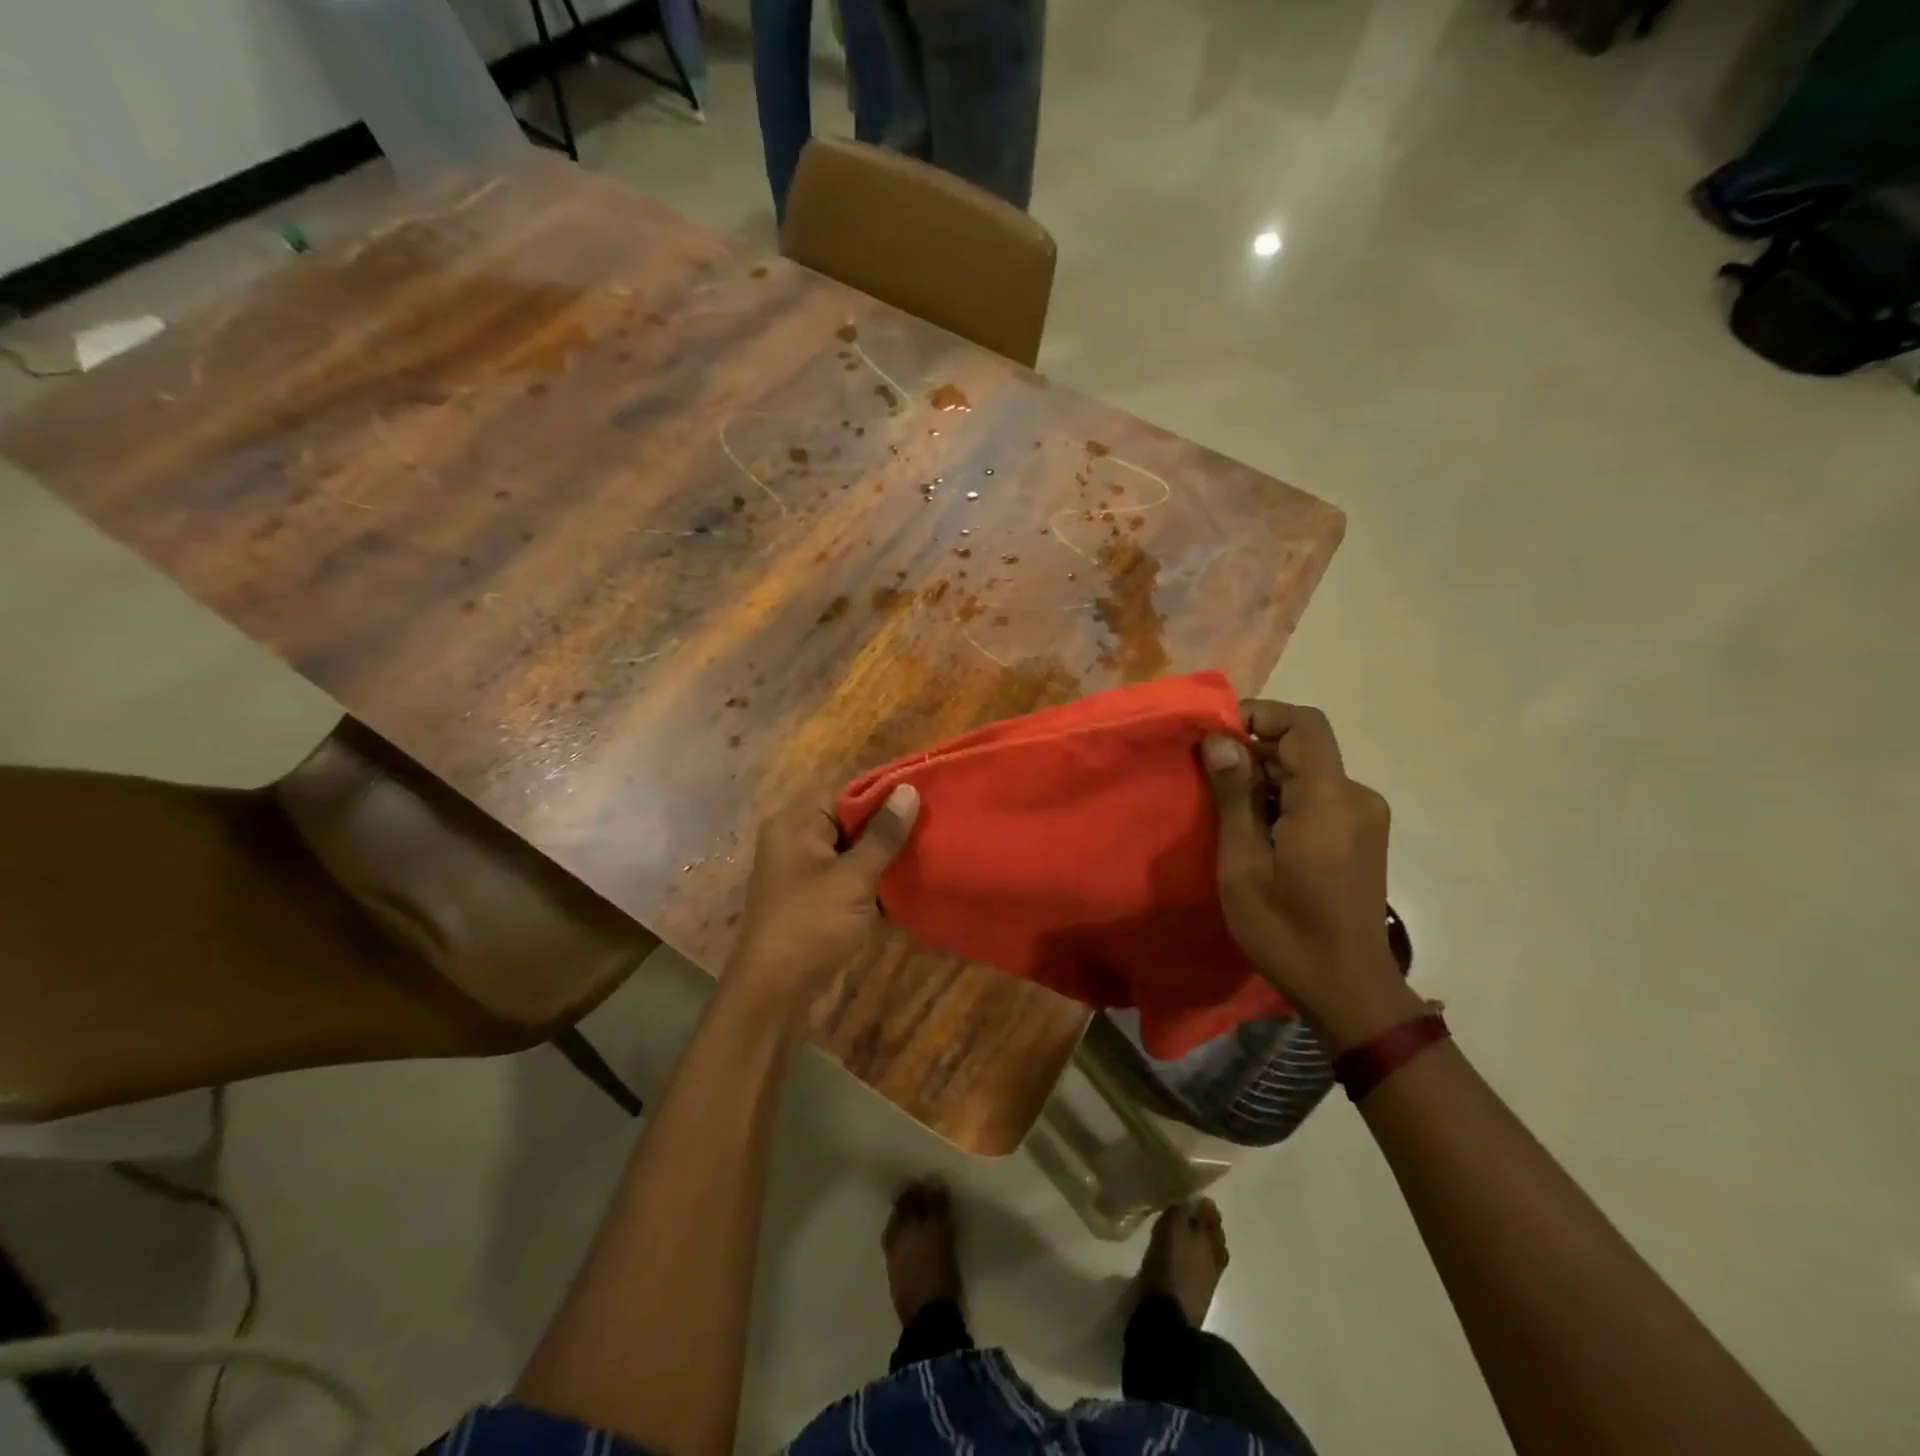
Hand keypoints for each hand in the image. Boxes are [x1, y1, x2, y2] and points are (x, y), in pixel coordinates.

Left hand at [724, 786, 919, 1017]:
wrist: (775, 992)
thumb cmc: (810, 925)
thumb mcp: (852, 878)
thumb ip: (883, 834)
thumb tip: (909, 790)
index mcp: (795, 823)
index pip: (845, 791)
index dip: (884, 792)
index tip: (926, 795)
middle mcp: (797, 839)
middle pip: (850, 818)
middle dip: (889, 823)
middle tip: (934, 823)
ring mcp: (806, 870)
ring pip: (853, 848)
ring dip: (885, 852)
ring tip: (929, 847)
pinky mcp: (817, 897)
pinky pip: (850, 873)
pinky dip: (874, 876)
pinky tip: (909, 878)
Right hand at [1202, 701, 1421, 1051]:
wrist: (1348, 990)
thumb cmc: (1285, 929)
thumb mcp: (1243, 864)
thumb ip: (1234, 796)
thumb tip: (1219, 740)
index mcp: (1329, 800)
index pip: (1304, 725)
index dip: (1260, 716)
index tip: (1216, 737)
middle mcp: (1356, 798)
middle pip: (1304, 748)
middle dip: (1254, 753)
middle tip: (1208, 781)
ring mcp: (1365, 818)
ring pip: (1309, 774)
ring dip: (1267, 780)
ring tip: (1228, 813)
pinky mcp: (1363, 837)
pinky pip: (1319, 798)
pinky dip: (1285, 800)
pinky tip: (1259, 833)